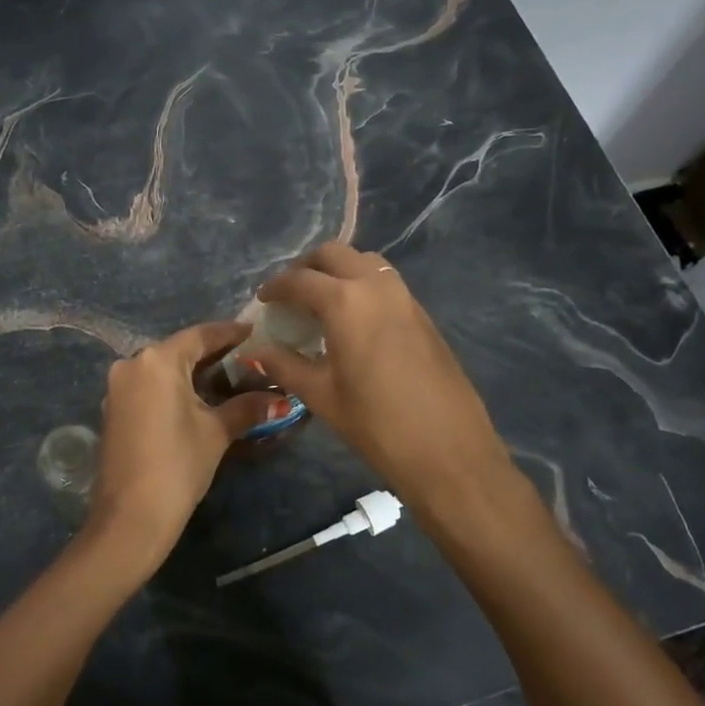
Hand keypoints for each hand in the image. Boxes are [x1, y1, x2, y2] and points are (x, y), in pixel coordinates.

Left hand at [86, 321, 280, 575]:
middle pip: (179, 350)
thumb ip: (247, 407)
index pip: (200, 335)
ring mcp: (118, 388)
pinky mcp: (113, 410)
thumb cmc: (177, 465)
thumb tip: (280, 398)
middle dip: (212, 354)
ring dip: (192, 373)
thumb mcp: (216, 433)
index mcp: (157, 361)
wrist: (130, 517)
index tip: (254, 331)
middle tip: (246, 358)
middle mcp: (132, 364)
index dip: (229, 333)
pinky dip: (173, 388)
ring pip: (162, 369)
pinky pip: (149, 387)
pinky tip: (196, 400)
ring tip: (227, 379)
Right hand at [254, 244, 520, 507]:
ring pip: (365, 262)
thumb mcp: (321, 395)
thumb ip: (284, 366)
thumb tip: (255, 353)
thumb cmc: (376, 424)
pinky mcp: (423, 315)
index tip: (263, 300)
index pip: (300, 280)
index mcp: (345, 302)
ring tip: (322, 302)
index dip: (276, 287)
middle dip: (307, 267)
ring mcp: (405, 297)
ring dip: (339, 271)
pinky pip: (386, 283)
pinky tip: (354, 321)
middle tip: (291, 293)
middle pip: (335, 254)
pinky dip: (363, 286)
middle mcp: (376, 287)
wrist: (448, 450)